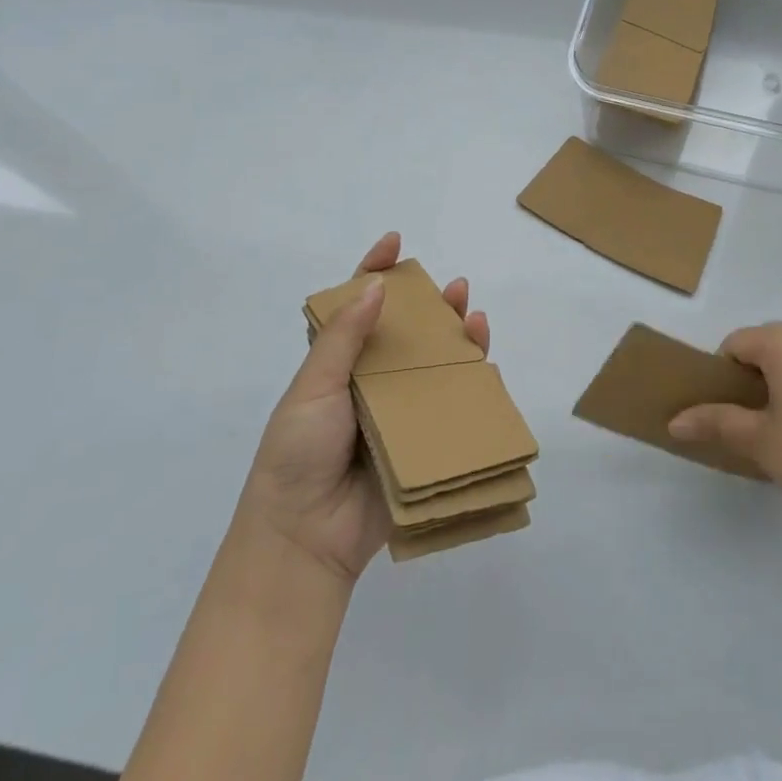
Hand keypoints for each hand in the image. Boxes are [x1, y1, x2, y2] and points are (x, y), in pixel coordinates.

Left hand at [235, 232, 488, 584]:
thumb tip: (376, 286)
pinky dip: (469, 379)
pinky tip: (484, 360)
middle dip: (430, 304)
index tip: (394, 243)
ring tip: (474, 315)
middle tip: (453, 286)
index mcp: (336, 364)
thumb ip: (343, 337)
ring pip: (433, 362)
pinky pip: (450, 403)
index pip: (356, 306)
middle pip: (406, 331)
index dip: (374, 272)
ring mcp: (398, 411)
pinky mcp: (421, 440)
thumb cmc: (297, 453)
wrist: (306, 537)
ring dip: (456, 336)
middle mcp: (370, 381)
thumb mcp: (312, 387)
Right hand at [668, 322, 781, 530]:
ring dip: (773, 384)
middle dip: (746, 378)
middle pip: (762, 346)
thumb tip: (673, 423)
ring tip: (772, 428)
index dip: (720, 375)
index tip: (721, 412)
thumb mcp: (758, 440)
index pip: (735, 343)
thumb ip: (715, 423)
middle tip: (742, 421)